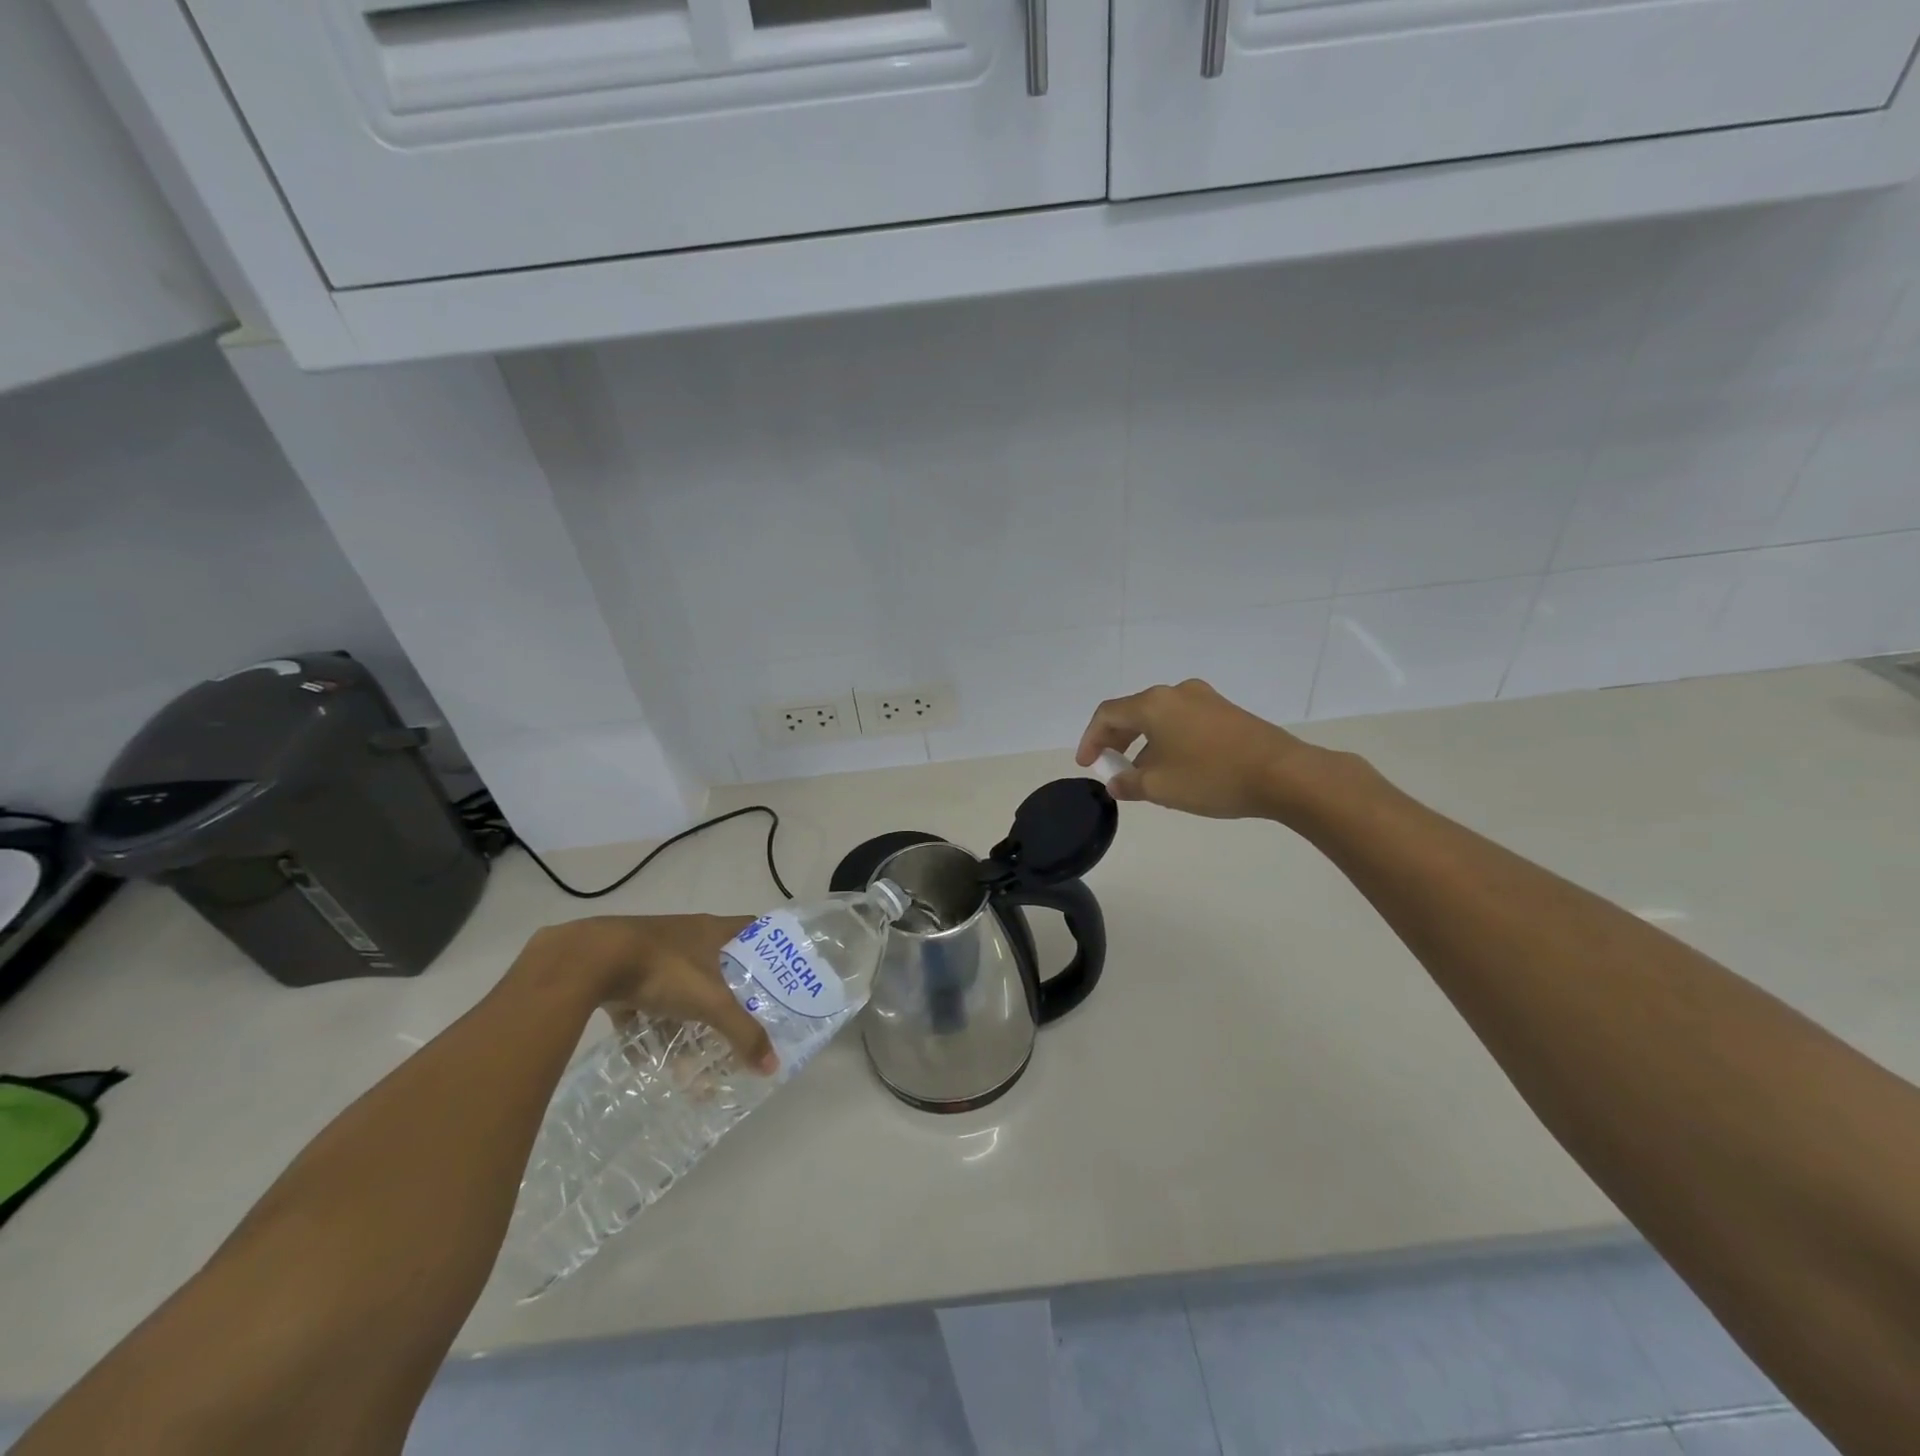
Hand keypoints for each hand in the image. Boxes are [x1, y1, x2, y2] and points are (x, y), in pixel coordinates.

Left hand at [519, 914, 777, 1073]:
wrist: (590, 960)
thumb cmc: (665, 969)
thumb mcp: (711, 1003)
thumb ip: (742, 1032)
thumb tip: (772, 1065)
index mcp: (712, 931)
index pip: (752, 929)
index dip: (768, 947)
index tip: (780, 973)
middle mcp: (685, 936)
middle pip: (716, 964)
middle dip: (726, 996)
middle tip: (739, 1022)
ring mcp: (651, 953)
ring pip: (676, 988)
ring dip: (682, 1021)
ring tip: (688, 1056)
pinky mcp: (619, 972)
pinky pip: (640, 1005)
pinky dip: (644, 1030)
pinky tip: (645, 1059)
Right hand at [1076, 679, 1324, 819]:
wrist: (1284, 774)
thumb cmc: (1211, 777)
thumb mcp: (1160, 787)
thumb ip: (1129, 784)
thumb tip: (1116, 783)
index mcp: (1154, 703)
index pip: (1107, 714)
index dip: (1091, 739)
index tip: (1087, 764)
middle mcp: (1177, 692)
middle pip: (1133, 711)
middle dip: (1116, 739)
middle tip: (1111, 765)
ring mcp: (1206, 699)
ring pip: (1160, 717)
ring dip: (1144, 742)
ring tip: (1143, 773)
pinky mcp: (1227, 712)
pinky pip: (1184, 721)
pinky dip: (1168, 740)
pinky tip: (1176, 766)